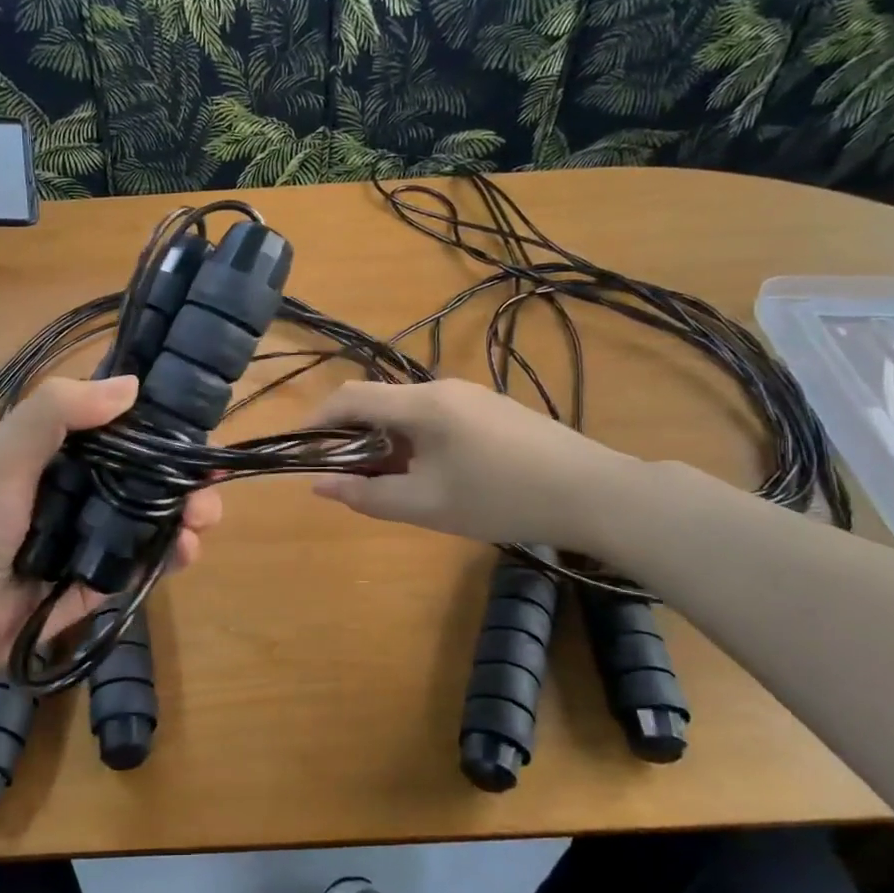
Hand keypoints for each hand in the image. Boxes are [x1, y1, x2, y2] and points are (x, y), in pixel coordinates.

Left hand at [0, 377, 223, 679]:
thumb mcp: (2, 454)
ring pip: (153, 520)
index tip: (198, 423)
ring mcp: (91, 539)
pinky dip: (169, 557)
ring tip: (202, 518)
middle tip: (209, 483)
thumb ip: (56, 411)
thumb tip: (132, 385)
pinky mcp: (98, 583)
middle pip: (147, 476)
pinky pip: (142, 566)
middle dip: (184, 476)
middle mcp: (81, 490)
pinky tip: (185, 550)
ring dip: (187, 515)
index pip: (121, 430)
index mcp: (59, 453)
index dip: (161, 425)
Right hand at [309, 379, 640, 552]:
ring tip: (392, 483)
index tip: (301, 449)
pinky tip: (435, 476)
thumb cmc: (501, 498)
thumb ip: (367, 495)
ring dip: (386, 441)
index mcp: (420, 404)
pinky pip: (436, 417)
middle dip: (352, 437)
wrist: (592, 492)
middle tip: (348, 478)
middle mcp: (441, 387)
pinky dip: (415, 440)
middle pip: (378, 402)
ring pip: (407, 412)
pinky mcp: (492, 409)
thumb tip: (318, 485)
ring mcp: (471, 395)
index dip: (317, 419)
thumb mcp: (426, 505)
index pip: (349, 397)